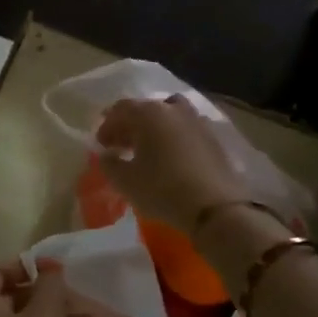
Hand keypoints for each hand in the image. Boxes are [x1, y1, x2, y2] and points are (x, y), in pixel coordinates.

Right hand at [95, 95, 248, 235]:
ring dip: (153, 128)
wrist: (215, 207)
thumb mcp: (125, 181)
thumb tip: (107, 154)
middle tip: (120, 146)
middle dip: (129, 125)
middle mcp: (173, 109)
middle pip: (145, 109)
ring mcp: (197, 120)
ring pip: (168, 115)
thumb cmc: (162, 190)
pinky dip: (173, 136)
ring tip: (147, 149)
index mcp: (149, 113)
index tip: (101, 145)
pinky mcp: (213, 137)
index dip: (107, 126)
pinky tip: (170, 157)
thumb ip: (109, 163)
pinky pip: (185, 129)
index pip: (120, 109)